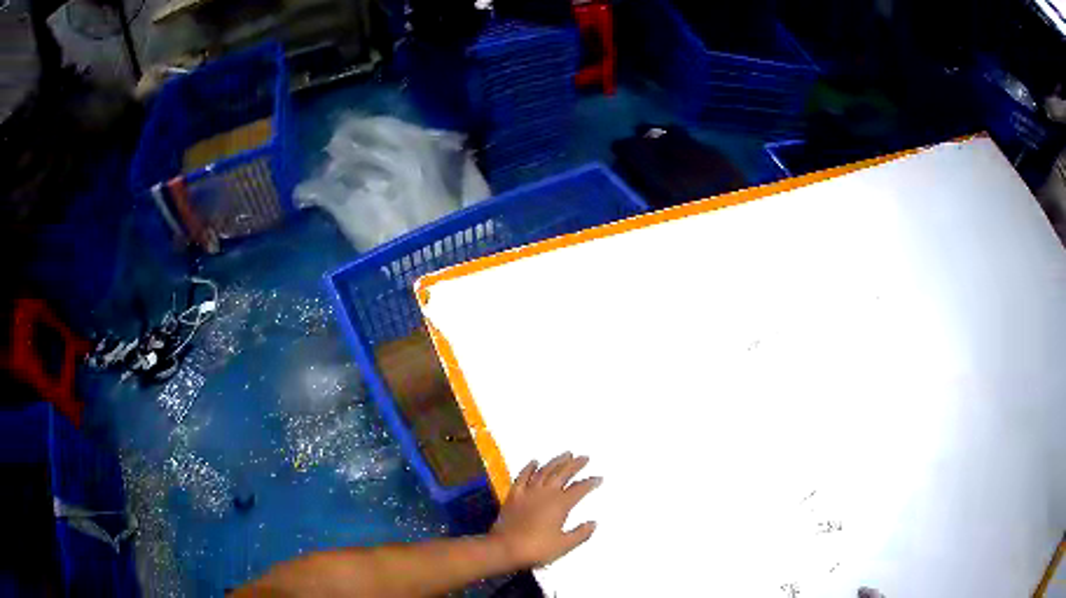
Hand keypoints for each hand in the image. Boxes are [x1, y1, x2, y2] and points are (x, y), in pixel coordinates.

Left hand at [489, 452, 601, 568]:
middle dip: (575, 465)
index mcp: (560, 505)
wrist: (504, 548)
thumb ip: (580, 534)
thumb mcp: (564, 545)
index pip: (578, 489)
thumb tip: (593, 523)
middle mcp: (545, 494)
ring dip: (555, 462)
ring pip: (544, 471)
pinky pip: (522, 477)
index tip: (598, 478)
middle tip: (584, 457)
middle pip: (562, 474)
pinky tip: (534, 462)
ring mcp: (528, 492)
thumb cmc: (537, 548)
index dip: (590, 483)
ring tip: (565, 454)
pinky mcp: (513, 495)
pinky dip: (529, 468)